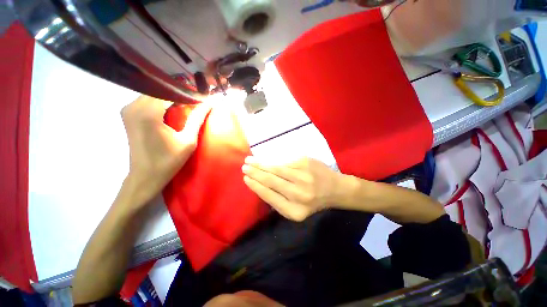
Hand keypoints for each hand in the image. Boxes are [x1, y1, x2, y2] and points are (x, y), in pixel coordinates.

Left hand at [121, 95, 210, 205]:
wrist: (145, 176)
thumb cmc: (168, 161)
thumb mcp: (188, 141)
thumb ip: (197, 119)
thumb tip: (209, 103)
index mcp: (148, 113)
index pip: (170, 92)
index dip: (188, 93)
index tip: (202, 97)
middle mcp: (133, 106)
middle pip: (160, 90)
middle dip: (180, 93)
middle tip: (197, 100)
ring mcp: (128, 109)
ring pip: (153, 94)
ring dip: (171, 97)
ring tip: (188, 103)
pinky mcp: (128, 114)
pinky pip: (147, 100)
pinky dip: (162, 102)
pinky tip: (174, 108)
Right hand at [242, 157, 347, 220]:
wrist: (335, 189)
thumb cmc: (314, 201)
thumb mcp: (297, 209)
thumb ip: (279, 201)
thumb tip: (259, 186)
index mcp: (294, 211)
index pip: (269, 196)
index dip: (255, 186)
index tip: (246, 179)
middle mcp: (299, 195)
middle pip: (270, 181)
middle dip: (255, 173)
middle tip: (244, 167)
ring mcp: (303, 177)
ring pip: (276, 169)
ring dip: (261, 164)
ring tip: (250, 160)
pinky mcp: (305, 163)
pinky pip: (285, 162)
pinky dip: (273, 161)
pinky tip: (265, 159)